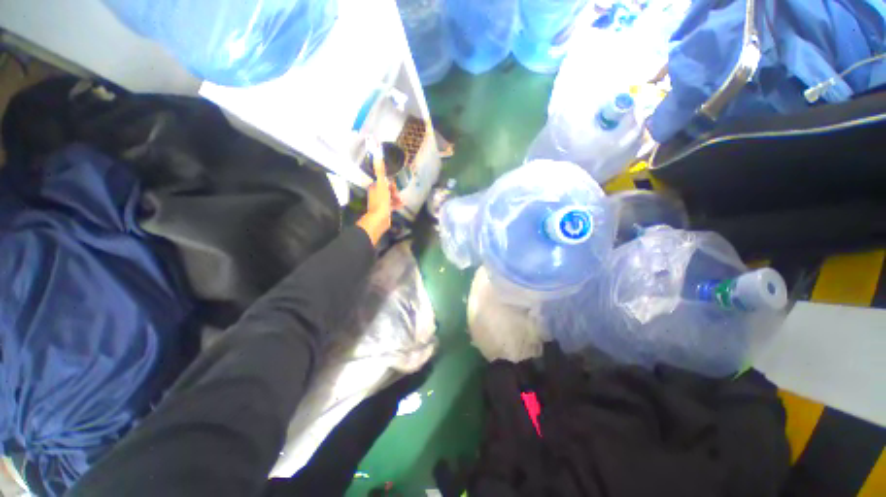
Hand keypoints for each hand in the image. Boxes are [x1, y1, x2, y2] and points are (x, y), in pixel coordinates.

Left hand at [357, 154, 403, 245]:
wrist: (380, 219)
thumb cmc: (381, 201)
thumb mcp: (382, 185)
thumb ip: (380, 171)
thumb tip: (377, 156)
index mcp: (374, 188)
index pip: (383, 182)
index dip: (390, 183)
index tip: (395, 186)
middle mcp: (376, 195)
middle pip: (387, 190)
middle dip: (394, 191)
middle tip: (398, 195)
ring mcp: (381, 203)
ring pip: (390, 198)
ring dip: (397, 198)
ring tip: (402, 201)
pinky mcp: (385, 211)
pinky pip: (392, 205)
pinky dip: (397, 204)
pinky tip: (402, 205)